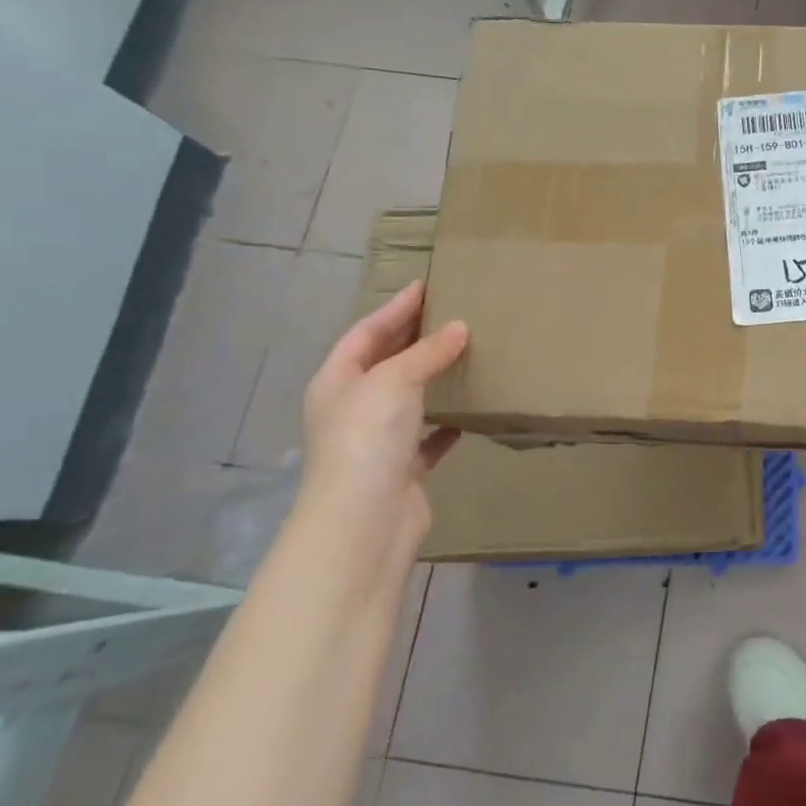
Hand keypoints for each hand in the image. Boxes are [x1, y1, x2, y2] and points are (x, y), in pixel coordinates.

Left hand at [297, 280, 468, 546]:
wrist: (365, 520)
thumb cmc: (369, 438)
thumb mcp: (395, 381)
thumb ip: (427, 353)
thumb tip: (459, 328)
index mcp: (336, 381)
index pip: (366, 333)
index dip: (395, 308)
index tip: (426, 285)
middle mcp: (351, 408)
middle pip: (384, 363)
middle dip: (413, 339)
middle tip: (450, 313)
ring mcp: (376, 441)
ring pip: (407, 399)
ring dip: (432, 379)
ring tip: (465, 355)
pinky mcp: (402, 469)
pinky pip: (428, 438)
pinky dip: (446, 424)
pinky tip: (469, 414)